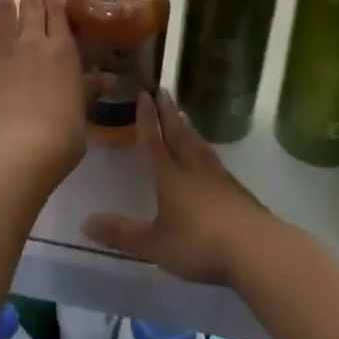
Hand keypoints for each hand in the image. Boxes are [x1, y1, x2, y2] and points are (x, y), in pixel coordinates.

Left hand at [0, 0, 88, 180]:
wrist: (25, 145)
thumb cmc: (63, 130)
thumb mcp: (83, 107)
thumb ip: (91, 88)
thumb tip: (111, 80)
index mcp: (61, 51)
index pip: (57, 14)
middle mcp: (32, 43)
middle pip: (29, 5)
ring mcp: (4, 52)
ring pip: (1, 11)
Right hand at [83, 91, 270, 286]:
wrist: (254, 248)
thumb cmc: (198, 243)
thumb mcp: (154, 244)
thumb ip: (122, 233)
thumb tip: (84, 222)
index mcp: (169, 176)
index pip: (154, 141)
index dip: (146, 119)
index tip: (143, 94)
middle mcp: (192, 168)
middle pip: (178, 134)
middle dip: (167, 113)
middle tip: (162, 90)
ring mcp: (217, 177)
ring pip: (198, 145)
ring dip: (187, 128)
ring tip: (183, 114)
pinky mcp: (236, 191)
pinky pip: (214, 160)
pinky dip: (205, 149)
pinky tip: (208, 154)